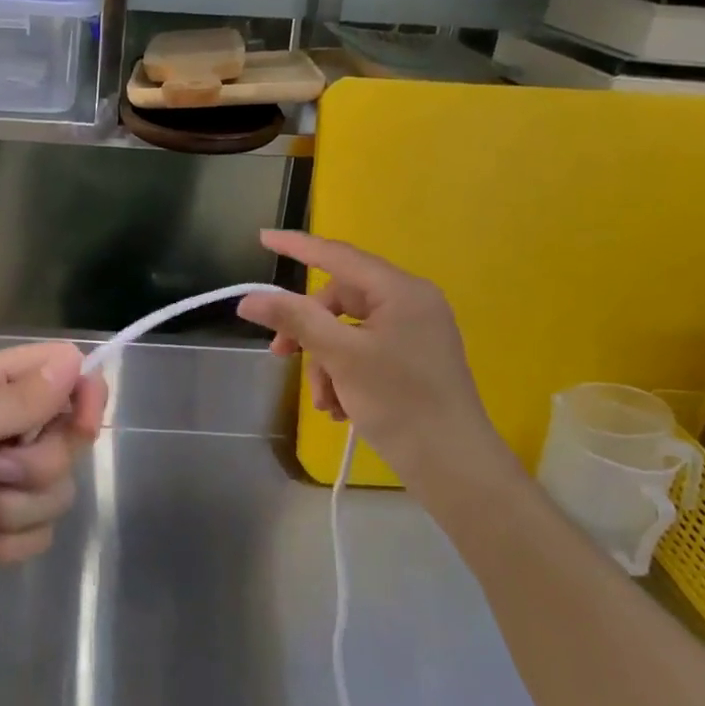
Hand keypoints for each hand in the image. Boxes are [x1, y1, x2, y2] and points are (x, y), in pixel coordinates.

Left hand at [0, 342, 106, 625]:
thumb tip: (75, 361)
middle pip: (66, 438)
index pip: (58, 373)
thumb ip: (16, 399)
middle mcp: (0, 429)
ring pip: (57, 491)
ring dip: (13, 507)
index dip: (81, 393)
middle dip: (36, 464)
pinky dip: (4, 541)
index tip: (83, 422)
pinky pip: (38, 534)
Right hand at [236, 231, 507, 489]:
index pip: (338, 256)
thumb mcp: (340, 357)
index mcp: (401, 291)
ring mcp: (414, 333)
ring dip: (325, 363)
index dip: (297, 246)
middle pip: (340, 301)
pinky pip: (364, 352)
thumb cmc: (400, 402)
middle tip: (281, 356)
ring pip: (347, 332)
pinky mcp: (413, 361)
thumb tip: (249, 299)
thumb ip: (295, 320)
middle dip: (310, 332)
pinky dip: (344, 375)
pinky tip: (341, 409)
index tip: (262, 238)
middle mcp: (411, 303)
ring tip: (325, 402)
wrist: (455, 467)